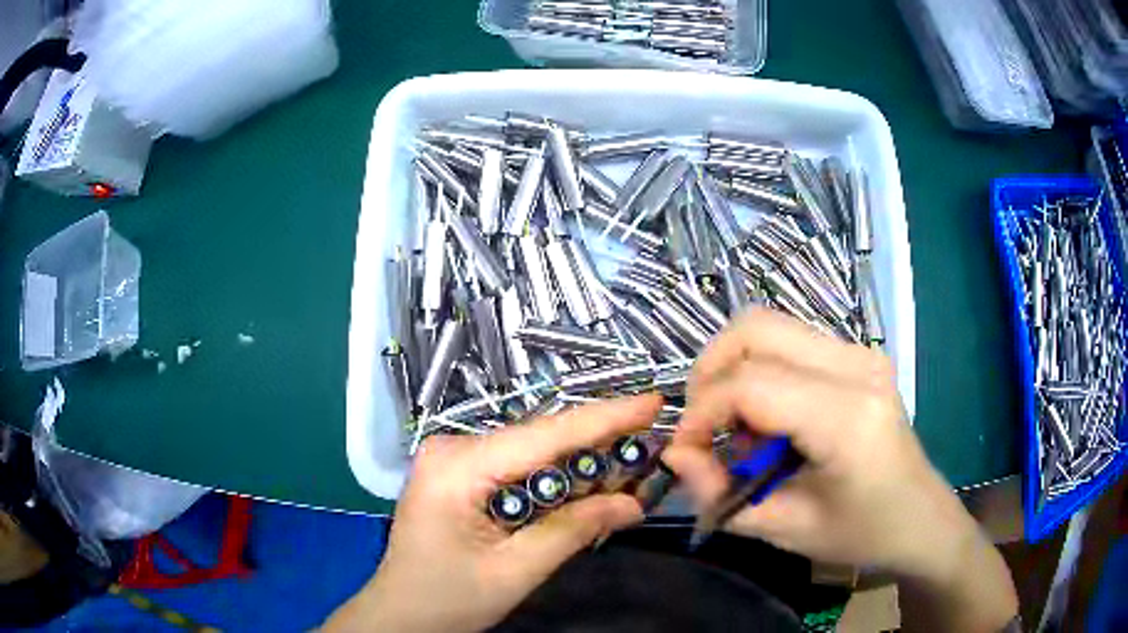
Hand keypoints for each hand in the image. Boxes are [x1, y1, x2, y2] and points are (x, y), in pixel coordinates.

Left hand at [325, 395, 661, 632]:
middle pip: (539, 439)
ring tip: (628, 467)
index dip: (603, 419)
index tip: (653, 402)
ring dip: (578, 462)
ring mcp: (452, 458)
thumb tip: (634, 504)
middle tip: (650, 445)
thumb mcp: (515, 571)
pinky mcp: (459, 474)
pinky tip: (584, 485)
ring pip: (530, 452)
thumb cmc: (447, 599)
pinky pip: (516, 466)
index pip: (544, 435)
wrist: (400, 614)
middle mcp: (452, 448)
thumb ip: (574, 531)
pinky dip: (553, 477)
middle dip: (597, 443)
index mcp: (458, 467)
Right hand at [663, 308, 978, 578]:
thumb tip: (675, 453)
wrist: (921, 518)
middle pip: (755, 329)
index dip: (702, 414)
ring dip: (733, 368)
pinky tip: (767, 417)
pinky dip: (760, 369)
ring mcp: (861, 353)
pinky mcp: (859, 354)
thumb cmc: (862, 533)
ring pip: (769, 326)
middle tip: (703, 425)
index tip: (686, 451)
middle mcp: (857, 367)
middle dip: (709, 372)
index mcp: (847, 418)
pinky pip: (790, 341)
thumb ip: (719, 494)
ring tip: (735, 425)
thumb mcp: (785, 529)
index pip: (750, 385)